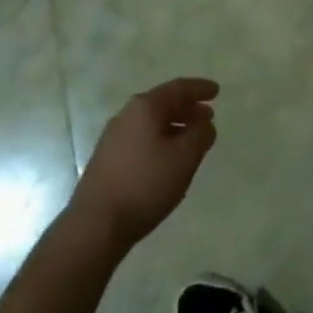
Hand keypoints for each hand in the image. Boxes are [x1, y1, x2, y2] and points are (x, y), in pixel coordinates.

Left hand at [71, 79, 218, 251]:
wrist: (96, 223)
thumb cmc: (145, 184)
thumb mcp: (184, 158)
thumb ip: (200, 135)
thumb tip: (205, 124)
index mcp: (145, 107)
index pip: (178, 88)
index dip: (199, 89)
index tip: (216, 91)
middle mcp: (127, 115)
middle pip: (163, 103)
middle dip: (187, 108)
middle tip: (207, 117)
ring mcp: (113, 137)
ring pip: (151, 122)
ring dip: (174, 126)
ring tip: (191, 139)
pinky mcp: (107, 159)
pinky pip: (141, 138)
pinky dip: (160, 140)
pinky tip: (167, 158)